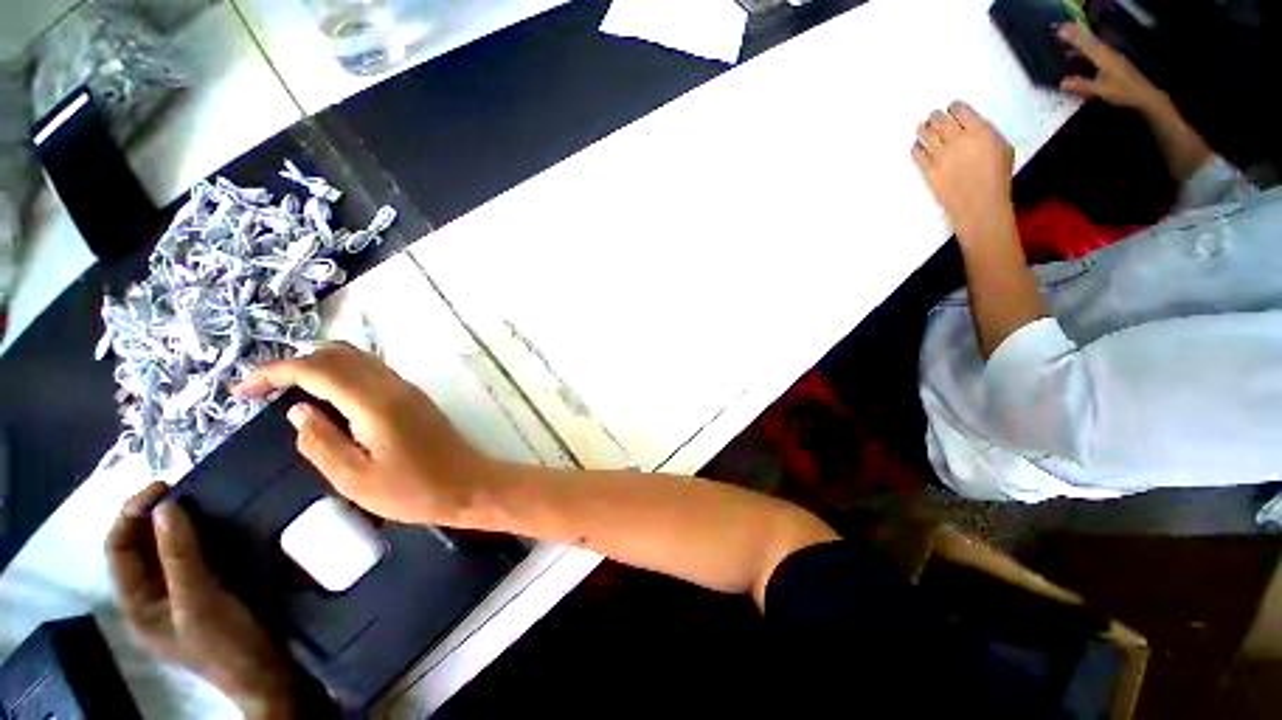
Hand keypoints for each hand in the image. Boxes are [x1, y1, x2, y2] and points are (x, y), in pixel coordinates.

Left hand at [106, 483, 295, 718]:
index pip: (120, 549)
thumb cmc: (228, 644)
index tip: (165, 487)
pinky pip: (197, 557)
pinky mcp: (211, 592)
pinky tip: (224, 527)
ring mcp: (183, 596)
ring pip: (171, 551)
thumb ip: (180, 557)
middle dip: (158, 516)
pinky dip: (204, 537)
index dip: (132, 515)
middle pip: (143, 548)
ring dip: (183, 524)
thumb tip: (167, 506)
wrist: (270, 673)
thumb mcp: (201, 602)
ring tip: (207, 502)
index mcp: (139, 605)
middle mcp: (154, 598)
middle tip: (188, 489)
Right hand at [235, 342, 498, 525]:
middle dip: (294, 364)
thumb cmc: (413, 490)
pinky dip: (343, 375)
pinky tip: (330, 398)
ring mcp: (408, 389)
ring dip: (320, 366)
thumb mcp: (354, 478)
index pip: (316, 369)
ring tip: (289, 391)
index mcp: (374, 402)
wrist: (468, 484)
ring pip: (358, 359)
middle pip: (338, 354)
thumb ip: (320, 441)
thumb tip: (297, 410)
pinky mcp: (416, 398)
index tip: (240, 391)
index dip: (273, 373)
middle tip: (262, 391)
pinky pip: (373, 373)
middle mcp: (393, 386)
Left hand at [911, 101, 1014, 240]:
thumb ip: (986, 135)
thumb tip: (974, 130)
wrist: (979, 202)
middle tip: (932, 117)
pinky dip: (916, 149)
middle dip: (935, 117)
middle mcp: (958, 139)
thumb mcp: (1002, 148)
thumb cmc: (997, 178)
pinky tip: (915, 147)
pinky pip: (918, 155)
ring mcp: (942, 154)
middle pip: (940, 120)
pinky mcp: (930, 170)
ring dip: (922, 130)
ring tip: (920, 128)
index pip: (961, 110)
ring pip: (926, 135)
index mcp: (980, 130)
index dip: (953, 107)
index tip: (950, 108)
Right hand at [1057, 24, 1164, 111]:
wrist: (1145, 95)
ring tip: (1071, 34)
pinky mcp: (1116, 62)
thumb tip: (1061, 83)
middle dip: (1077, 33)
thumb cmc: (1124, 93)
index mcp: (1104, 58)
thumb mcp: (1102, 91)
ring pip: (1095, 44)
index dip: (1072, 38)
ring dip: (1083, 38)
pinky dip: (1090, 46)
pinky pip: (1099, 50)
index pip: (1085, 45)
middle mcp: (1108, 54)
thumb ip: (1083, 86)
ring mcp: (1113, 57)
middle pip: (1090, 40)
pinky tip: (1086, 48)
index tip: (1060, 31)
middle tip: (1063, 27)